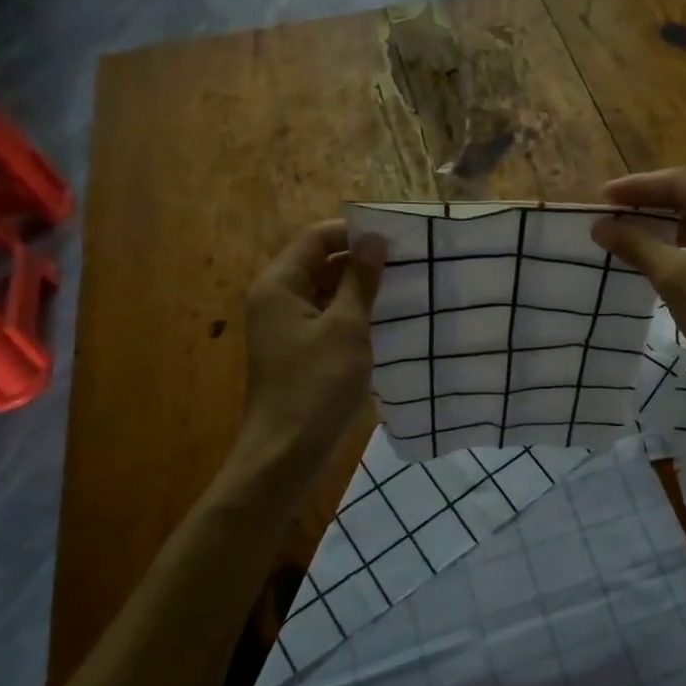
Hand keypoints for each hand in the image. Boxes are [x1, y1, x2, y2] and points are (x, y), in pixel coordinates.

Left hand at [241, 220, 386, 465]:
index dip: (353, 232)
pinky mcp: (299, 352)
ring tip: (404, 286)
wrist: (287, 453)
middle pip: (320, 263)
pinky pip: (328, 319)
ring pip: (326, 292)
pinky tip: (387, 319)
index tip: (395, 237)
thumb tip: (374, 239)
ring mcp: (286, 328)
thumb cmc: (317, 384)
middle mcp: (277, 300)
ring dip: (361, 288)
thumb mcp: (346, 327)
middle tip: (407, 261)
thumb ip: (360, 280)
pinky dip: (354, 314)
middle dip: (361, 260)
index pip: (316, 238)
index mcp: (279, 285)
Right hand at [591, 169, 685, 391]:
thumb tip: (600, 226)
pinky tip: (664, 255)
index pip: (679, 181)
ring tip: (631, 231)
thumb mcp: (676, 277)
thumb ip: (637, 245)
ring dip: (669, 224)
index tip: (601, 197)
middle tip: (612, 212)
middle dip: (651, 204)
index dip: (636, 188)